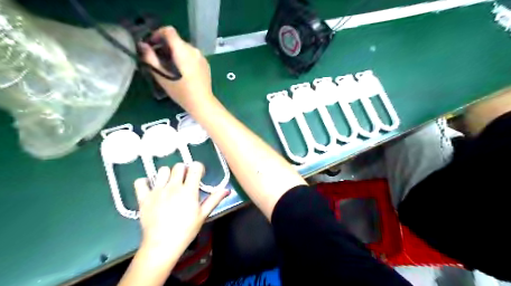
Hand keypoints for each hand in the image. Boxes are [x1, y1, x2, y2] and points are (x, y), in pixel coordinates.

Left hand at [134, 163, 226, 254]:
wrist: (162, 245)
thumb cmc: (186, 230)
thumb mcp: (203, 215)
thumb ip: (214, 199)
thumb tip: (227, 189)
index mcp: (189, 190)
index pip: (195, 167)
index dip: (198, 168)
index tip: (199, 175)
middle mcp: (173, 186)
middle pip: (179, 166)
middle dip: (184, 170)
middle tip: (184, 181)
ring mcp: (157, 191)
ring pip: (162, 170)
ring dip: (167, 175)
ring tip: (169, 185)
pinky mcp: (143, 197)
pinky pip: (141, 181)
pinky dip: (146, 182)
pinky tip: (151, 188)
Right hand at [139, 26, 213, 110]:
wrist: (202, 102)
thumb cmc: (181, 91)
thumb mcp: (162, 76)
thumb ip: (150, 58)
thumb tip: (143, 45)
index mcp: (183, 50)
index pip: (169, 31)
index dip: (158, 34)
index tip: (152, 45)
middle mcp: (194, 50)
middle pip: (177, 41)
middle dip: (166, 46)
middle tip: (159, 59)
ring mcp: (202, 57)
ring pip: (185, 48)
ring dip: (175, 53)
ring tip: (170, 67)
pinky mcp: (206, 64)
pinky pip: (192, 55)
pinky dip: (185, 58)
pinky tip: (182, 72)